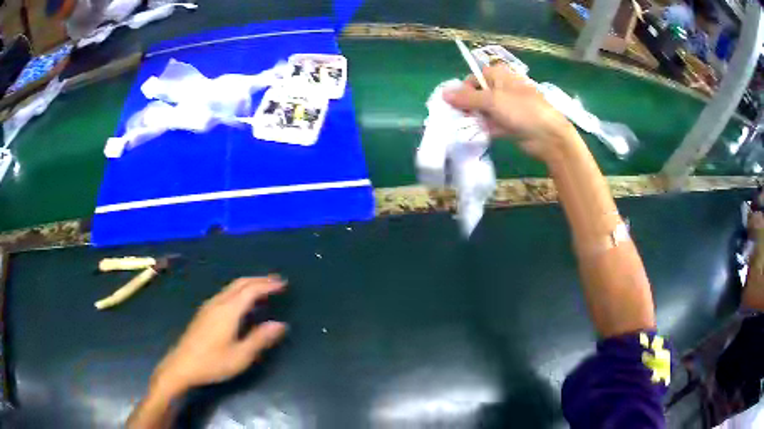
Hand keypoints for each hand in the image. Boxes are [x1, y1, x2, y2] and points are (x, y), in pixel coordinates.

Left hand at [151, 277, 287, 396]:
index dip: (267, 285)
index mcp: (228, 311)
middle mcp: (218, 303)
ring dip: (249, 285)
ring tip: (263, 289)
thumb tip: (280, 324)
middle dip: (259, 280)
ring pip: (231, 288)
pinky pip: (225, 294)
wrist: (182, 365)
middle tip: (276, 282)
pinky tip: (242, 303)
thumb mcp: (240, 356)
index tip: (283, 284)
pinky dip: (239, 291)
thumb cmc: (213, 362)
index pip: (251, 290)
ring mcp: (209, 306)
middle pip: (240, 283)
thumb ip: (260, 339)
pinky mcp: (204, 313)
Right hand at [443, 65, 575, 161]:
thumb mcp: (492, 100)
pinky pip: (491, 124)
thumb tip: (443, 93)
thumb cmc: (521, 110)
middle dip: (468, 106)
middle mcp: (502, 89)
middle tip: (461, 118)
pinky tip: (477, 135)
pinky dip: (484, 129)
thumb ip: (467, 98)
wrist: (548, 135)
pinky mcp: (510, 124)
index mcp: (499, 76)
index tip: (459, 104)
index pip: (474, 78)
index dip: (464, 90)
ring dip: (475, 119)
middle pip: (477, 95)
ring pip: (484, 111)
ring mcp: (507, 107)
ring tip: (465, 129)